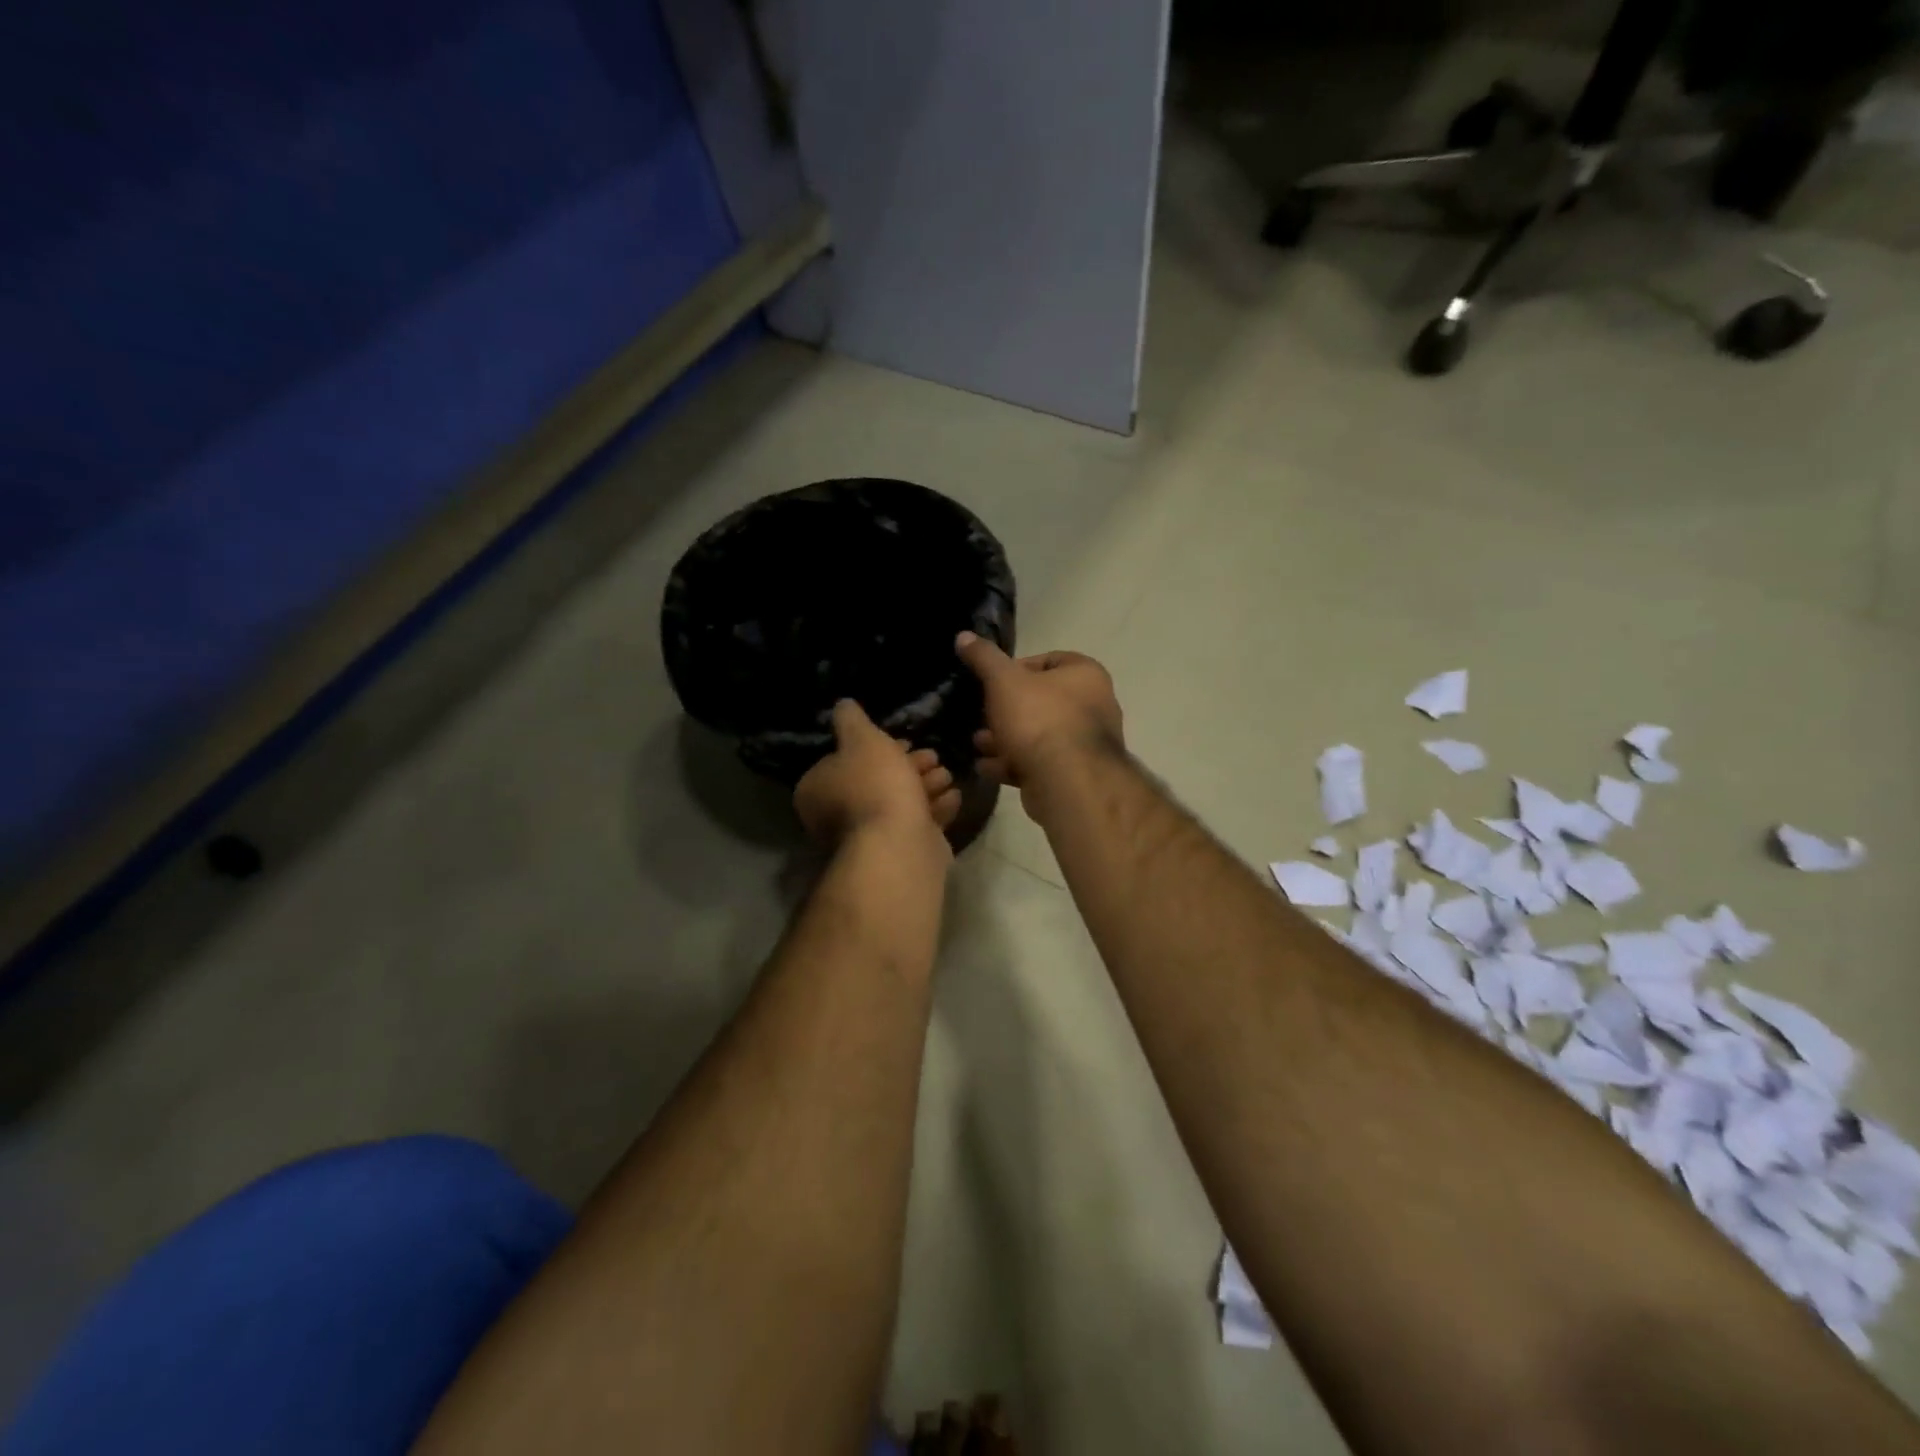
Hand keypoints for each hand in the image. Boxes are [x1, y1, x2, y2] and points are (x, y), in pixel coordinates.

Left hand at [794, 699, 962, 850]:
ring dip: (926, 786)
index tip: (905, 740)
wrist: (899, 843)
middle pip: (877, 782)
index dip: (878, 748)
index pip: (846, 762)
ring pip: (900, 803)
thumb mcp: (862, 738)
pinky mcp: (899, 853)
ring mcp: (869, 838)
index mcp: (818, 789)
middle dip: (909, 766)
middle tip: (933, 756)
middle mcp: (837, 817)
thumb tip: (842, 705)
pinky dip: (937, 809)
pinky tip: (954, 796)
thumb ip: (851, 720)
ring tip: (947, 774)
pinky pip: (918, 825)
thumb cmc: (875, 784)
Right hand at [955, 633, 1123, 788]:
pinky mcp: (1074, 775)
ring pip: (1038, 735)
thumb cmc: (1039, 719)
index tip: (992, 681)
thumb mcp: (1003, 681)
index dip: (1017, 668)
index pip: (1050, 660)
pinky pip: (1040, 763)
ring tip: (978, 743)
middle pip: (1042, 701)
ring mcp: (1086, 744)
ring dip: (1006, 739)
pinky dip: (1013, 763)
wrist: (1067, 781)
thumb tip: (964, 636)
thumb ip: (984, 658)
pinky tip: (987, 767)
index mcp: (1085, 675)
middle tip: (981, 715)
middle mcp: (1094, 706)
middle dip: (1007, 709)